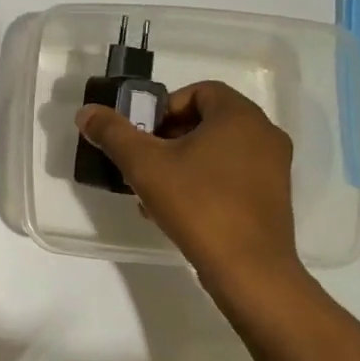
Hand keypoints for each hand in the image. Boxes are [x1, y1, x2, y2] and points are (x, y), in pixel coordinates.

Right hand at [76, 81, 302, 294]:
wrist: (249, 269)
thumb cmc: (198, 204)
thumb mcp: (144, 165)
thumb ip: (113, 133)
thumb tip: (86, 113)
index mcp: (240, 116)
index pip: (199, 91)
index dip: (164, 107)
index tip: (144, 135)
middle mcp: (264, 134)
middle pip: (207, 121)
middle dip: (168, 138)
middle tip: (142, 162)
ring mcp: (273, 168)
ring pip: (217, 151)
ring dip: (182, 163)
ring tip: (153, 191)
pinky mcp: (272, 198)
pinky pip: (231, 176)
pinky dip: (203, 183)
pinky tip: (176, 211)